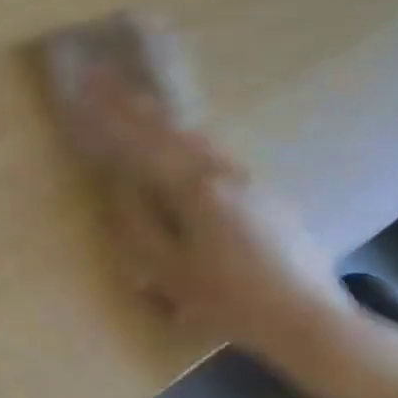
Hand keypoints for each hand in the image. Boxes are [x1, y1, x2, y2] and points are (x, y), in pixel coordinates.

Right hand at [78, 71, 352, 359]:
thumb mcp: (168, 270)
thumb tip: (119, 185)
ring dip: (165, 119)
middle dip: (136, 104)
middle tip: (107, 78)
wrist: (310, 320)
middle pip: (172, 129)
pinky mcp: (270, 195)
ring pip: (200, 138)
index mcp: (195, 190)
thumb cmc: (229, 300)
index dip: (110, 115)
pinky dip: (190, 140)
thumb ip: (137, 223)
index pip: (142, 143)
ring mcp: (252, 181)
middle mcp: (225, 174)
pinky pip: (218, 155)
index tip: (87, 87)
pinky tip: (186, 145)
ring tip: (141, 103)